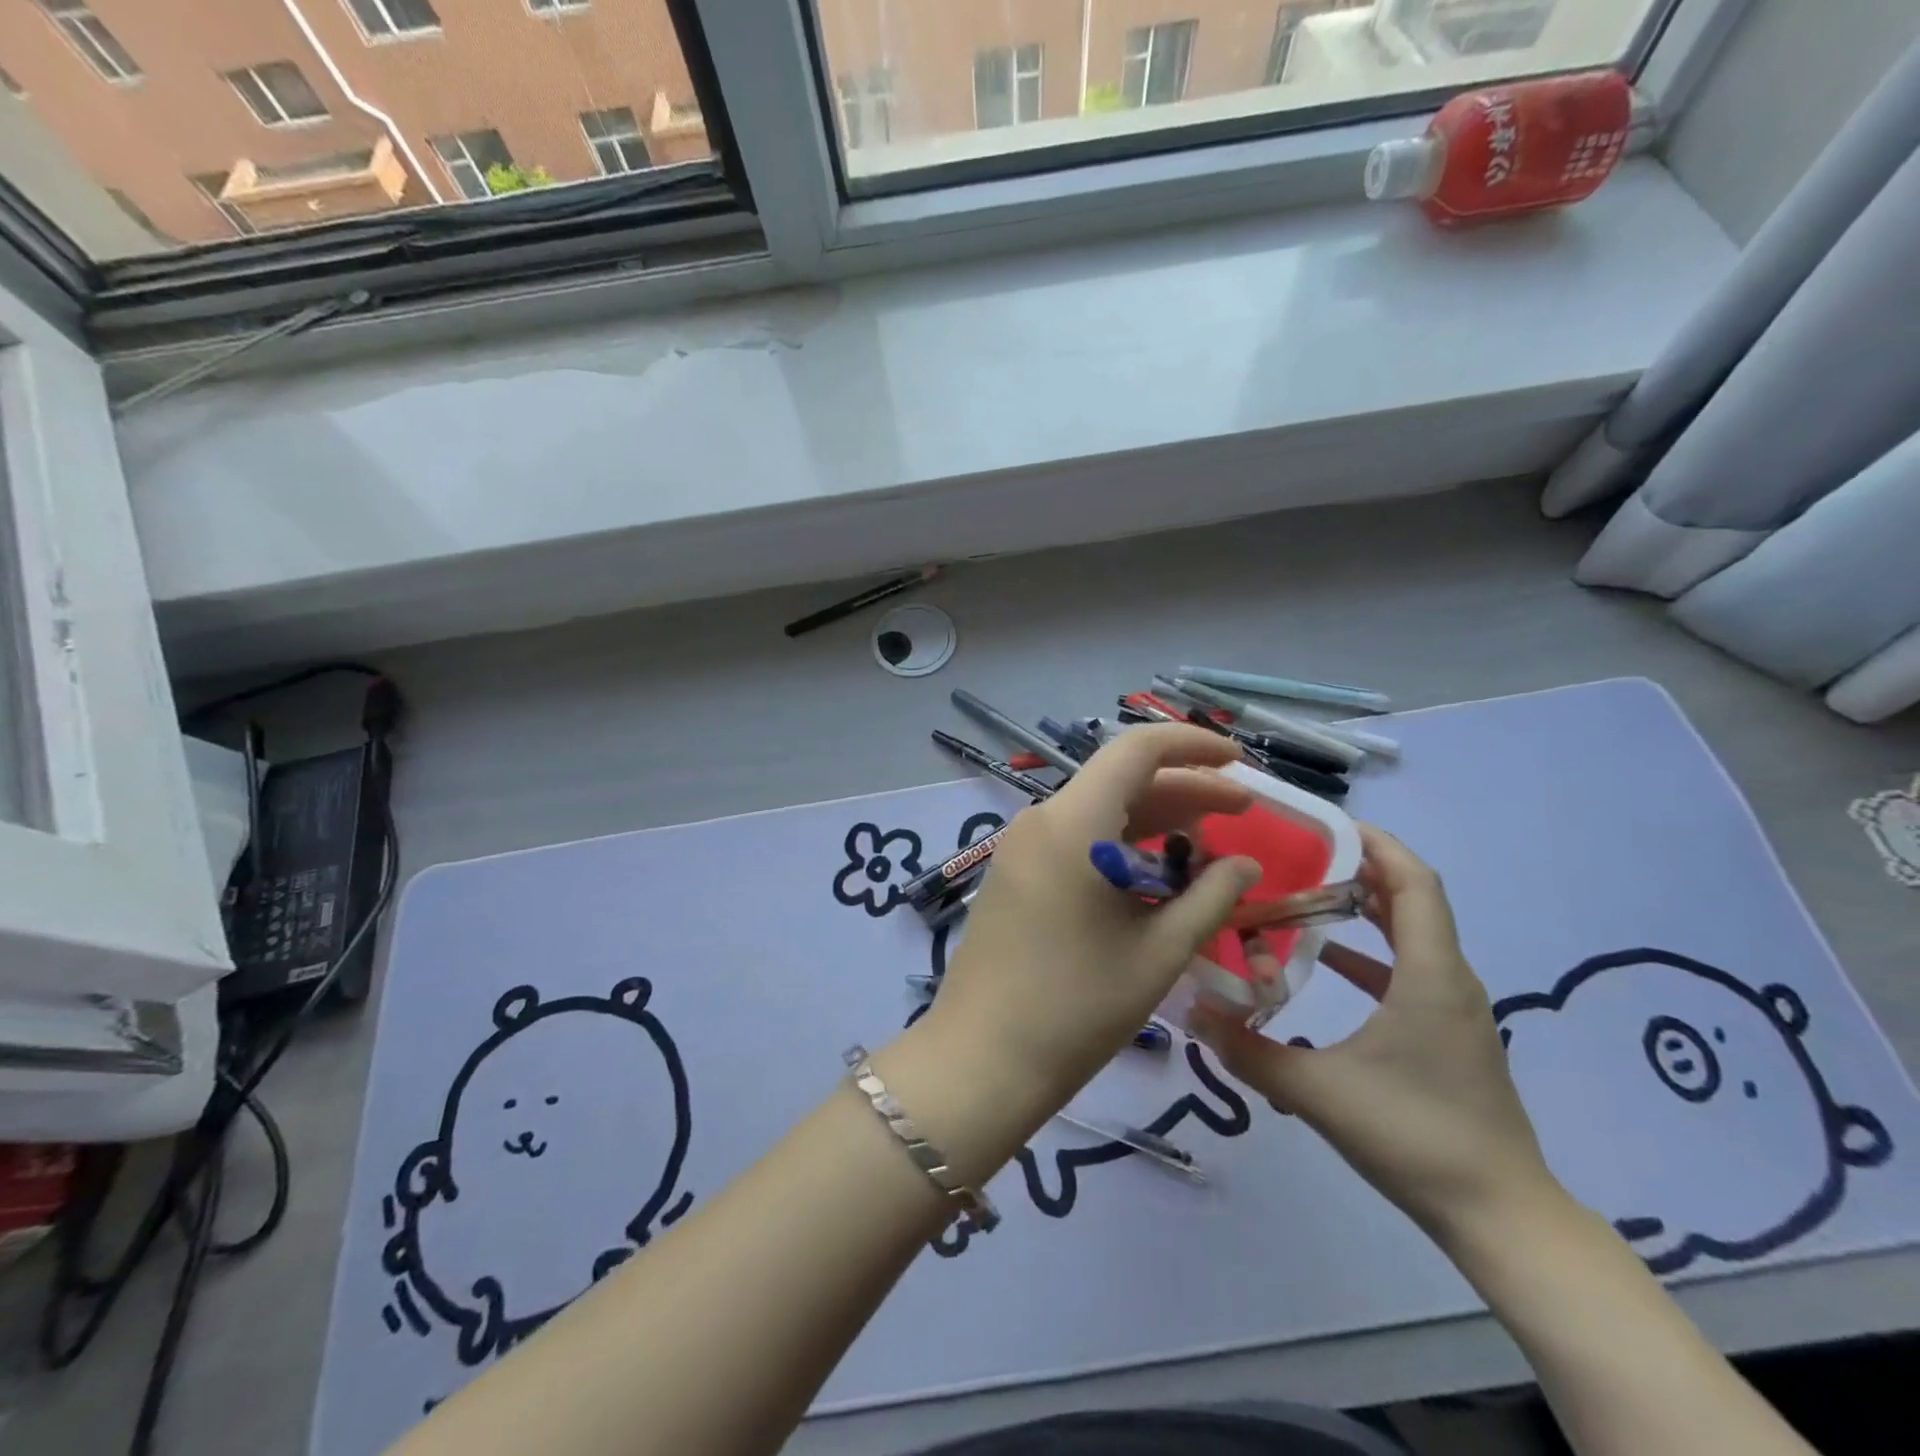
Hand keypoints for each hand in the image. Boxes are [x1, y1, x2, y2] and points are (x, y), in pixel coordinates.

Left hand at [920, 724, 1262, 1124]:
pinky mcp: (1013, 873)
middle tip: (1241, 813)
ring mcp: (1021, 846)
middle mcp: (1041, 819)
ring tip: (1206, 850)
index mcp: (1074, 822)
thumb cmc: (1077, 1006)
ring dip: (1154, 821)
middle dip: (1184, 791)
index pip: (1137, 749)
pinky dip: (1119, 845)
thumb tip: (1246, 865)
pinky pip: (1074, 839)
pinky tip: (1154, 877)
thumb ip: (1211, 897)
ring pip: (1098, 811)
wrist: (983, 1058)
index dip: (1192, 745)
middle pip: (1121, 781)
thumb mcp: (1159, 952)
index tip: (1237, 761)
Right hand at [1191, 825, 1557, 1244]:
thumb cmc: (1416, 1136)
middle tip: (1304, 855)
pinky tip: (1328, 965)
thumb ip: (1249, 1052)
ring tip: (1308, 896)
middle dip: (1363, 870)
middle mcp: (1449, 980)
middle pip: (1414, 902)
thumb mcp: (1319, 1092)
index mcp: (1430, 975)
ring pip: (1413, 937)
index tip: (1332, 823)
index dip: (1380, 845)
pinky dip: (1371, 955)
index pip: (1415, 884)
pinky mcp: (1448, 1035)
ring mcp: (1453, 1010)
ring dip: (1367, 910)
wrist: (1501, 1217)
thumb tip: (1189, 1012)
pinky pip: (1410, 972)